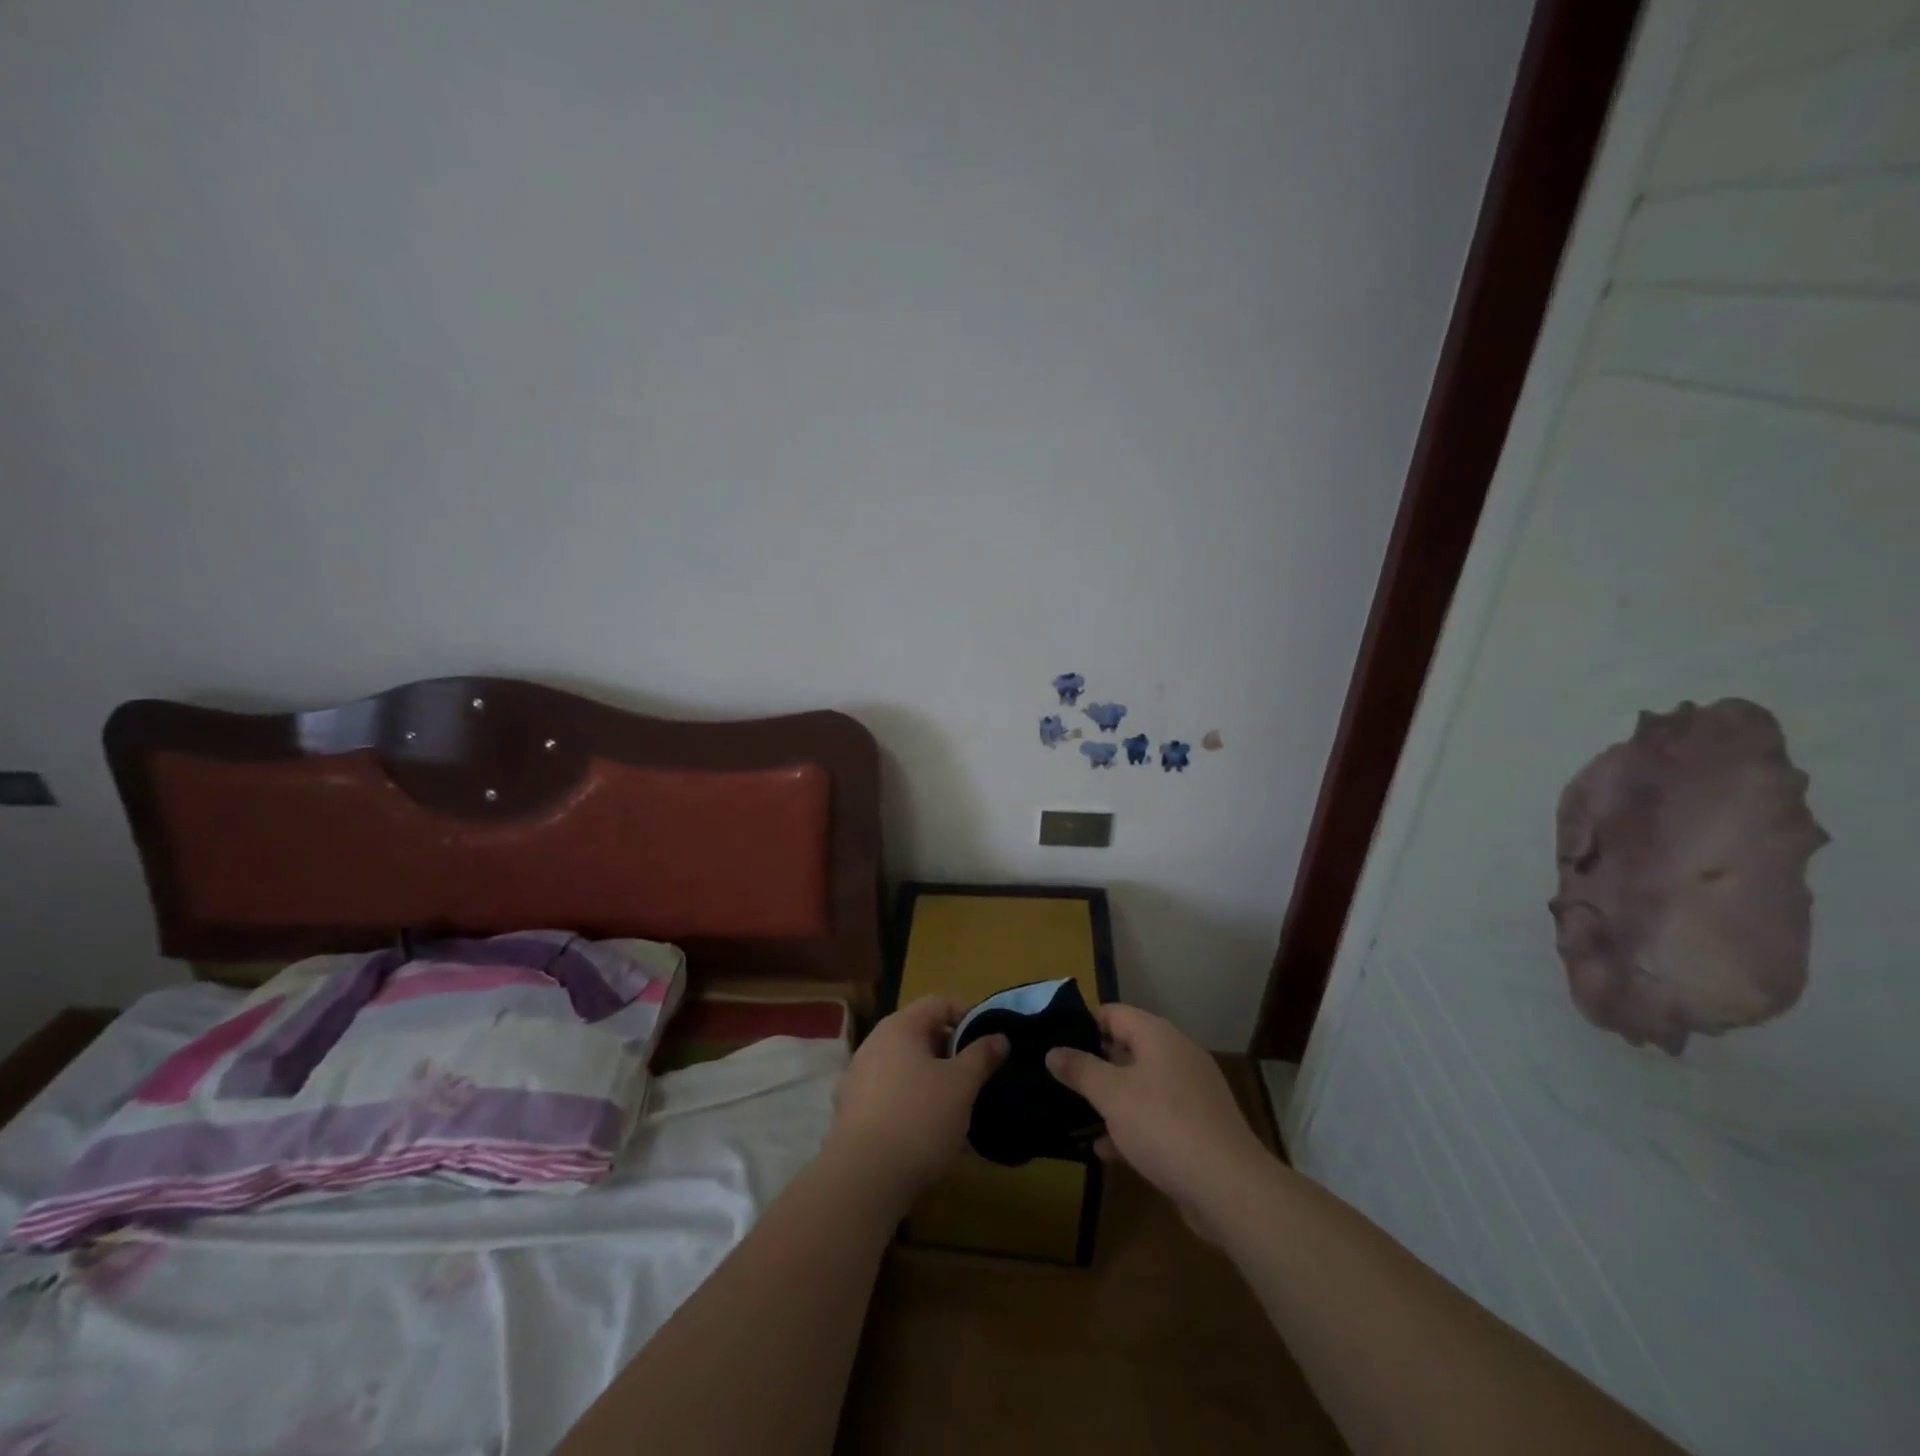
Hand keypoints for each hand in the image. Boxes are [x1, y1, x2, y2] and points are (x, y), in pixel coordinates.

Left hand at [826, 995, 1007, 1211]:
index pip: (939, 1003)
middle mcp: (874, 1043)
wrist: (863, 1180)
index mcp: (900, 1026)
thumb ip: (982, 1056)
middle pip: (920, 1034)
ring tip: (956, 1107)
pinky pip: (889, 1094)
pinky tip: (926, 1130)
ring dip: (931, 1079)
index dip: (968, 1017)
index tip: (990, 1043)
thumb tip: (999, 1037)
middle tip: (977, 1077)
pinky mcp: (850, 1111)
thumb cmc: (919, 1119)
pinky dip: (910, 1102)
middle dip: (951, 1052)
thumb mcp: (962, 1085)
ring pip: (905, 1066)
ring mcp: (857, 1077)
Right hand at [1046, 1003, 1270, 1241]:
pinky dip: (1131, 1127)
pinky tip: (1106, 1150)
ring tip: (1075, 1114)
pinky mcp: (1197, 1128)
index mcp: (1158, 1036)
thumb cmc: (1163, 1125)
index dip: (1083, 1024)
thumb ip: (1079, 1069)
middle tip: (1059, 1079)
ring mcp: (1190, 1093)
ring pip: (1140, 1086)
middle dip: (1094, 1064)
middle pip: (1127, 1048)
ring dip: (1110, 1099)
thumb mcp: (1111, 1095)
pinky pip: (1156, 1117)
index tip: (1055, 1043)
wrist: (1228, 1187)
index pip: (1114, 1013)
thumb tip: (1053, 1051)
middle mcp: (1177, 1056)